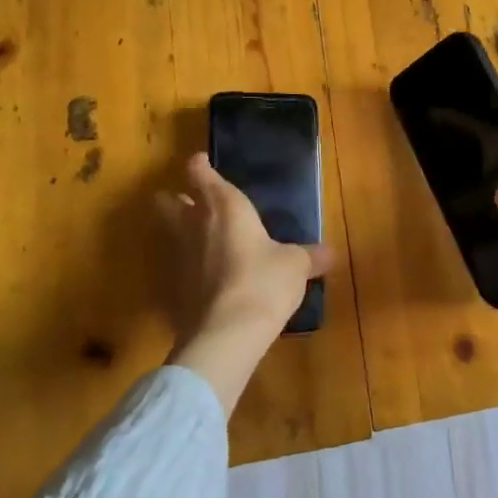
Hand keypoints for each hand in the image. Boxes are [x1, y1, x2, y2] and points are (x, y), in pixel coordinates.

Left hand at [155, 152, 330, 346]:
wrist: (226, 335)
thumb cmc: (264, 281)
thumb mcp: (296, 266)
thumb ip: (310, 256)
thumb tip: (330, 253)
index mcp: (225, 206)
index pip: (200, 173)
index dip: (199, 166)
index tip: (202, 163)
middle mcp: (195, 225)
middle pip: (167, 201)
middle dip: (176, 197)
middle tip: (192, 200)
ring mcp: (178, 257)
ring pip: (169, 233)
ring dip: (181, 232)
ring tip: (204, 239)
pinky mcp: (172, 289)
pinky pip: (177, 267)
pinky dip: (188, 267)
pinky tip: (207, 278)